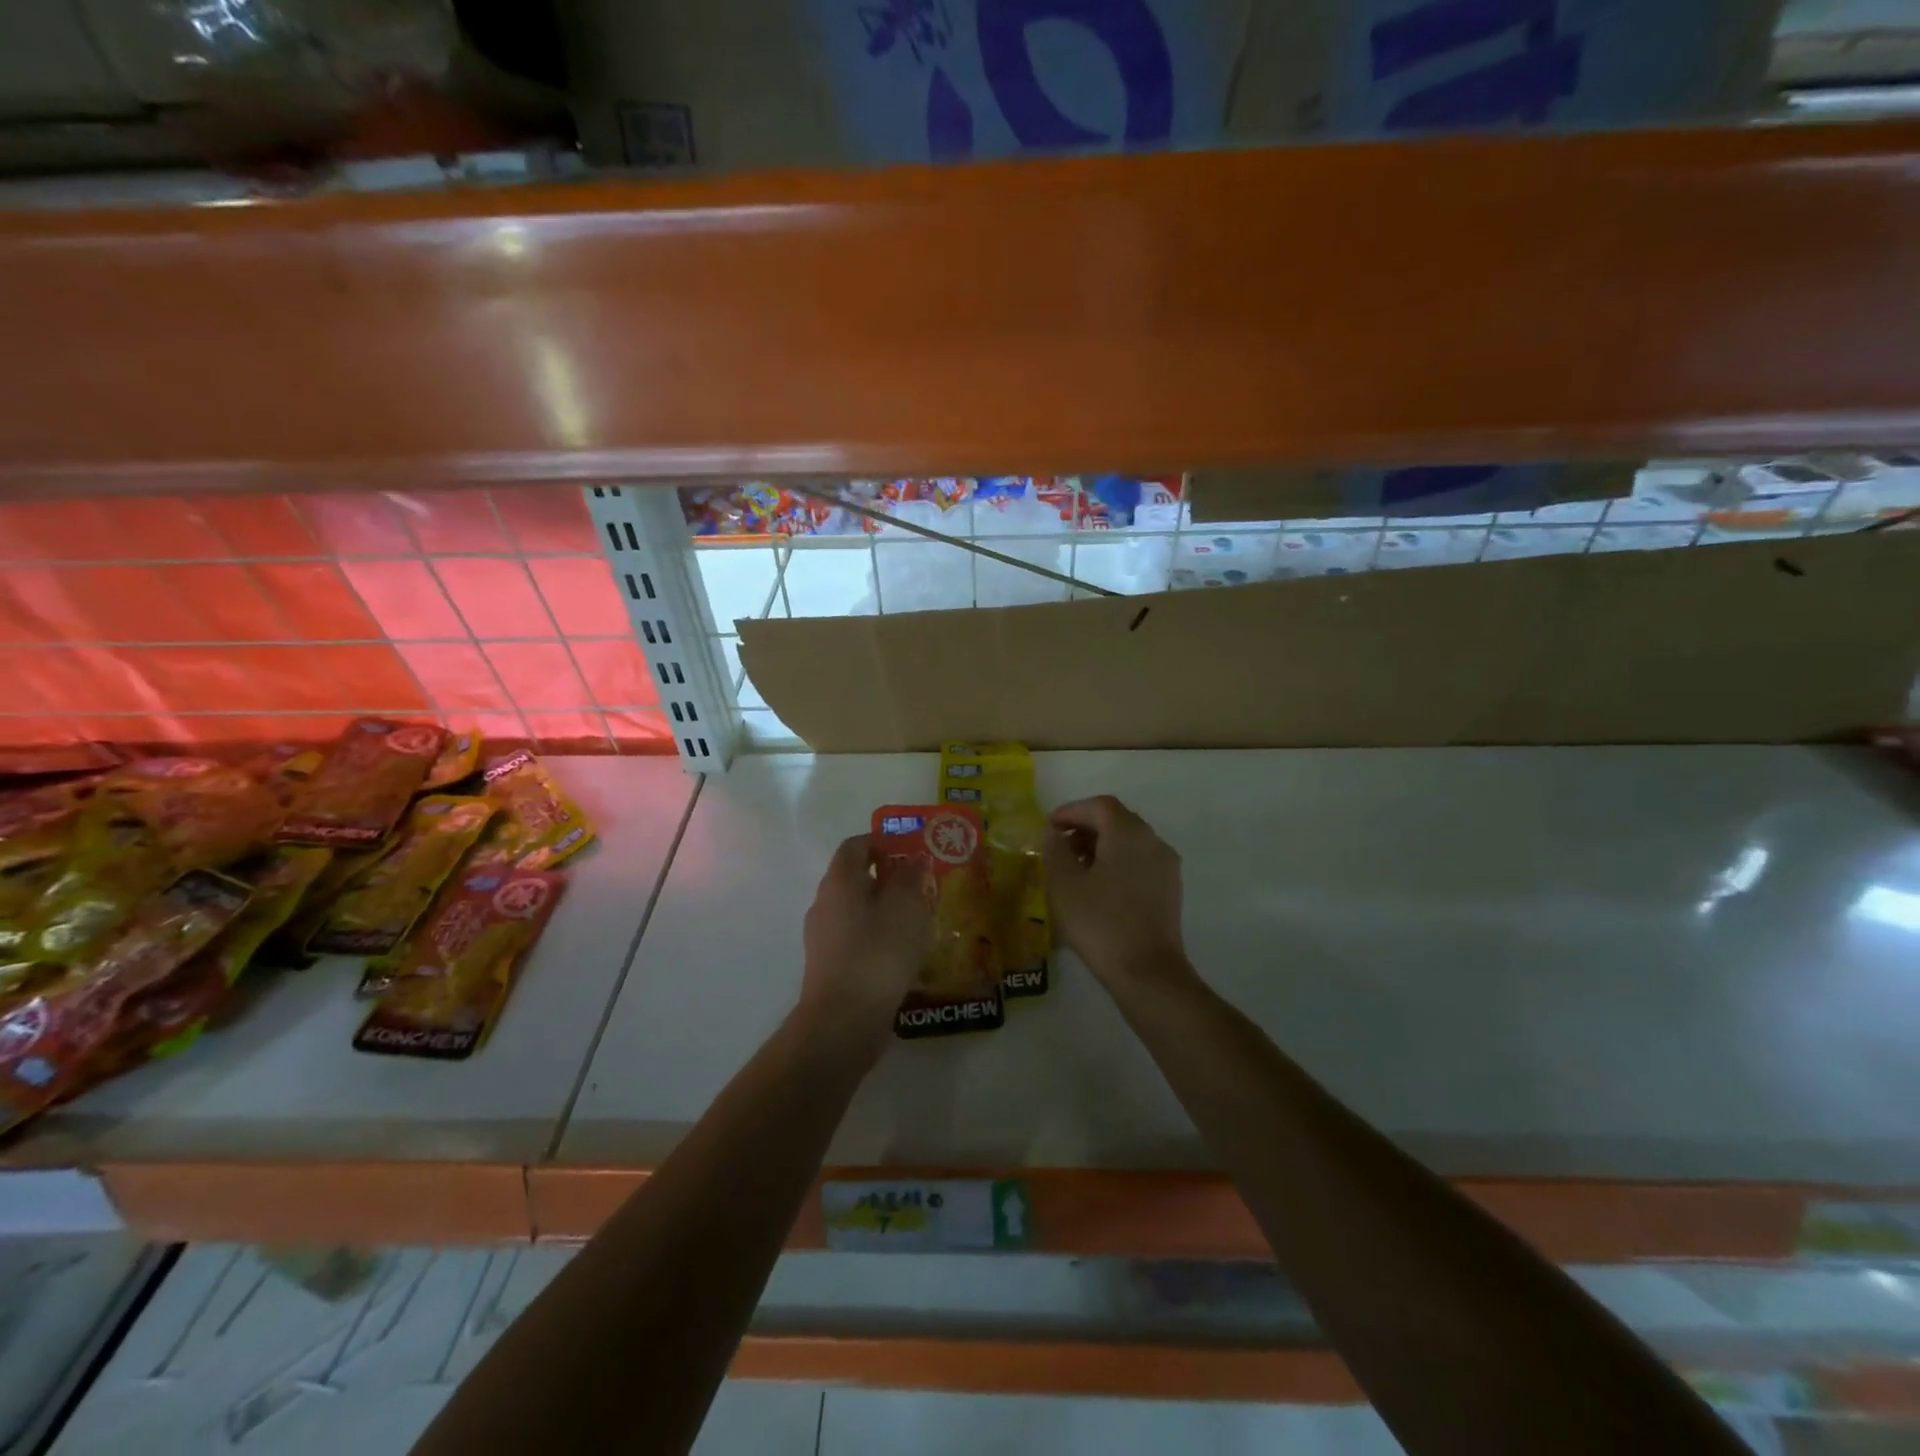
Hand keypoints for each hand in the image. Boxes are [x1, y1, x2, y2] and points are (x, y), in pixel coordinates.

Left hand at [798, 833, 931, 1052]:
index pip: (856, 845)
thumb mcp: (907, 906)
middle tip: (924, 888)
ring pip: (858, 911)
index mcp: (839, 880)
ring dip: (887, 911)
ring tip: (921, 923)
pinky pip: (857, 939)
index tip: (913, 853)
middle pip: (857, 878)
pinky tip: (904, 955)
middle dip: (890, 879)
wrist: (844, 1020)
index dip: (884, 842)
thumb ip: (911, 876)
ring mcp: (823, 937)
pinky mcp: (830, 966)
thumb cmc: (878, 952)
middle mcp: (825, 903)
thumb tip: (912, 858)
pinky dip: (879, 938)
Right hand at [1042, 795, 1189, 988]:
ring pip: (1129, 842)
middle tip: (1058, 846)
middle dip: (1085, 827)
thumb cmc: (1100, 923)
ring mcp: (1166, 866)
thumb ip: (1055, 850)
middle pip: (1116, 820)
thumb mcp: (1064, 884)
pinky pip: (1139, 862)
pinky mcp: (1170, 890)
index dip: (1071, 811)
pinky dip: (1117, 863)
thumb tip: (1054, 833)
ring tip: (1074, 869)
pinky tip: (1098, 888)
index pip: (1098, 805)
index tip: (1048, 828)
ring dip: (1100, 846)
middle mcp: (1152, 841)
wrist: (1147, 972)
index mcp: (1128, 832)